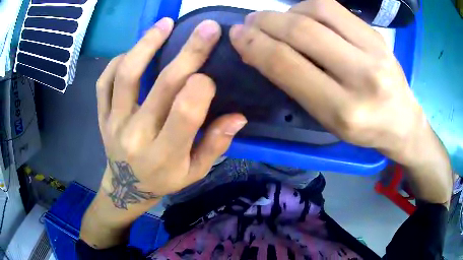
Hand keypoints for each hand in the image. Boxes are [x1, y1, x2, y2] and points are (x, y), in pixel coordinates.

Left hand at [97, 18, 245, 208]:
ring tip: (165, 24)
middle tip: (207, 28)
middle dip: (189, 53)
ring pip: (126, 76)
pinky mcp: (102, 116)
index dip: (200, 89)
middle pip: (161, 86)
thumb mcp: (195, 172)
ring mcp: (114, 123)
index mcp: (164, 154)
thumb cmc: (163, 180)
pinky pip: (103, 83)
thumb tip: (238, 116)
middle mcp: (136, 135)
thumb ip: (215, 144)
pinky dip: (116, 62)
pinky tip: (132, 51)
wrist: (126, 188)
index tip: (209, 76)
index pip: (184, 114)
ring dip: (146, 45)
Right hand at [229, 0, 451, 203]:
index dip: (255, 45)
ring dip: (287, 11)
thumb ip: (295, 83)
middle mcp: (361, 76)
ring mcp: (373, 50)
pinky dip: (308, 6)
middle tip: (249, 22)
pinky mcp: (376, 35)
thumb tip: (261, 50)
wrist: (403, 122)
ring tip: (278, 20)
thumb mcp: (327, 119)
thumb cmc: (364, 129)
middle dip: (266, 22)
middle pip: (302, 32)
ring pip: (318, 11)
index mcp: (343, 110)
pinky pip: (334, 8)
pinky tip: (303, 15)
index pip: (288, 65)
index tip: (237, 35)